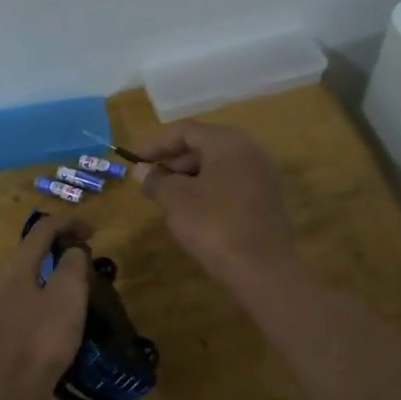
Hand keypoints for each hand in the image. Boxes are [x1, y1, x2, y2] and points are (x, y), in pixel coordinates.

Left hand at [0, 211, 90, 397]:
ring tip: (73, 279)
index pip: (43, 228)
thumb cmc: (43, 339)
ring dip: (49, 268)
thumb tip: (72, 250)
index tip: (94, 231)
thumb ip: (72, 264)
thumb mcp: (68, 296)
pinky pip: (20, 294)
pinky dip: (40, 288)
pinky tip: (54, 308)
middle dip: (58, 244)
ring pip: (25, 272)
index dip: (70, 223)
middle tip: (85, 253)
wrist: (10, 390)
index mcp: (16, 265)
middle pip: (30, 248)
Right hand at [134, 121, 299, 289]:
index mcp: (228, 143)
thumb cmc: (213, 224)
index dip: (156, 144)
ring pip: (217, 167)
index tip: (136, 161)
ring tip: (166, 199)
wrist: (261, 269)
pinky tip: (192, 213)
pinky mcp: (265, 201)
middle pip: (203, 146)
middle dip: (173, 162)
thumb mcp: (176, 200)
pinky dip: (207, 191)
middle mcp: (249, 152)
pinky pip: (229, 185)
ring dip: (188, 178)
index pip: (186, 130)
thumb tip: (140, 170)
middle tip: (150, 182)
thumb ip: (156, 180)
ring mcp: (261, 177)